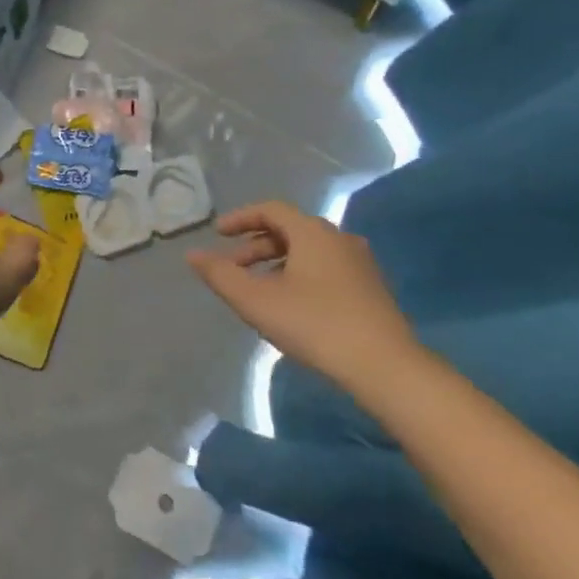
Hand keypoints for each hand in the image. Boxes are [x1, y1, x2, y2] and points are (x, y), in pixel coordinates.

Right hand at [189, 201, 424, 404]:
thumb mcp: (257, 301)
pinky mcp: (370, 289)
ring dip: (277, 263)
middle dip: (256, 246)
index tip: (218, 234)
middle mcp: (338, 237)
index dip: (240, 219)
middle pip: (289, 230)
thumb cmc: (316, 325)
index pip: (270, 210)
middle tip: (233, 267)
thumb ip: (220, 275)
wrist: (386, 368)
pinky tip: (291, 305)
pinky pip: (325, 268)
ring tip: (258, 290)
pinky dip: (299, 275)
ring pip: (307, 251)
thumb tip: (191, 255)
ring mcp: (359, 263)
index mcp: (312, 231)